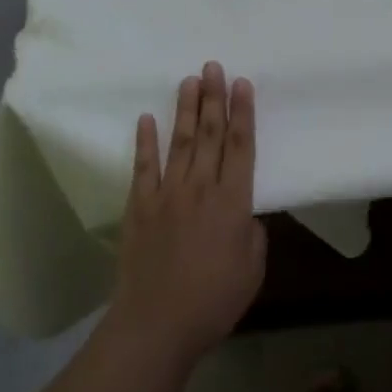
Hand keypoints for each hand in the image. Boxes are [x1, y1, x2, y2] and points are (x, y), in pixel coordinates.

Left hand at [107, 62, 266, 366]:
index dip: (243, 113)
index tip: (243, 84)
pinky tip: (146, 118)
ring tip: (190, 80)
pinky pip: (143, 167)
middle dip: (214, 98)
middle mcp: (200, 188)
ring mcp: (166, 194)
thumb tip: (243, 214)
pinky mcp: (139, 207)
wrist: (156, 325)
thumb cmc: (213, 301)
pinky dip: (145, 141)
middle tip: (214, 66)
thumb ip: (251, 233)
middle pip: (209, 134)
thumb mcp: (252, 269)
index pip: (240, 146)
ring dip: (185, 109)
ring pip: (179, 142)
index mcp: (233, 202)